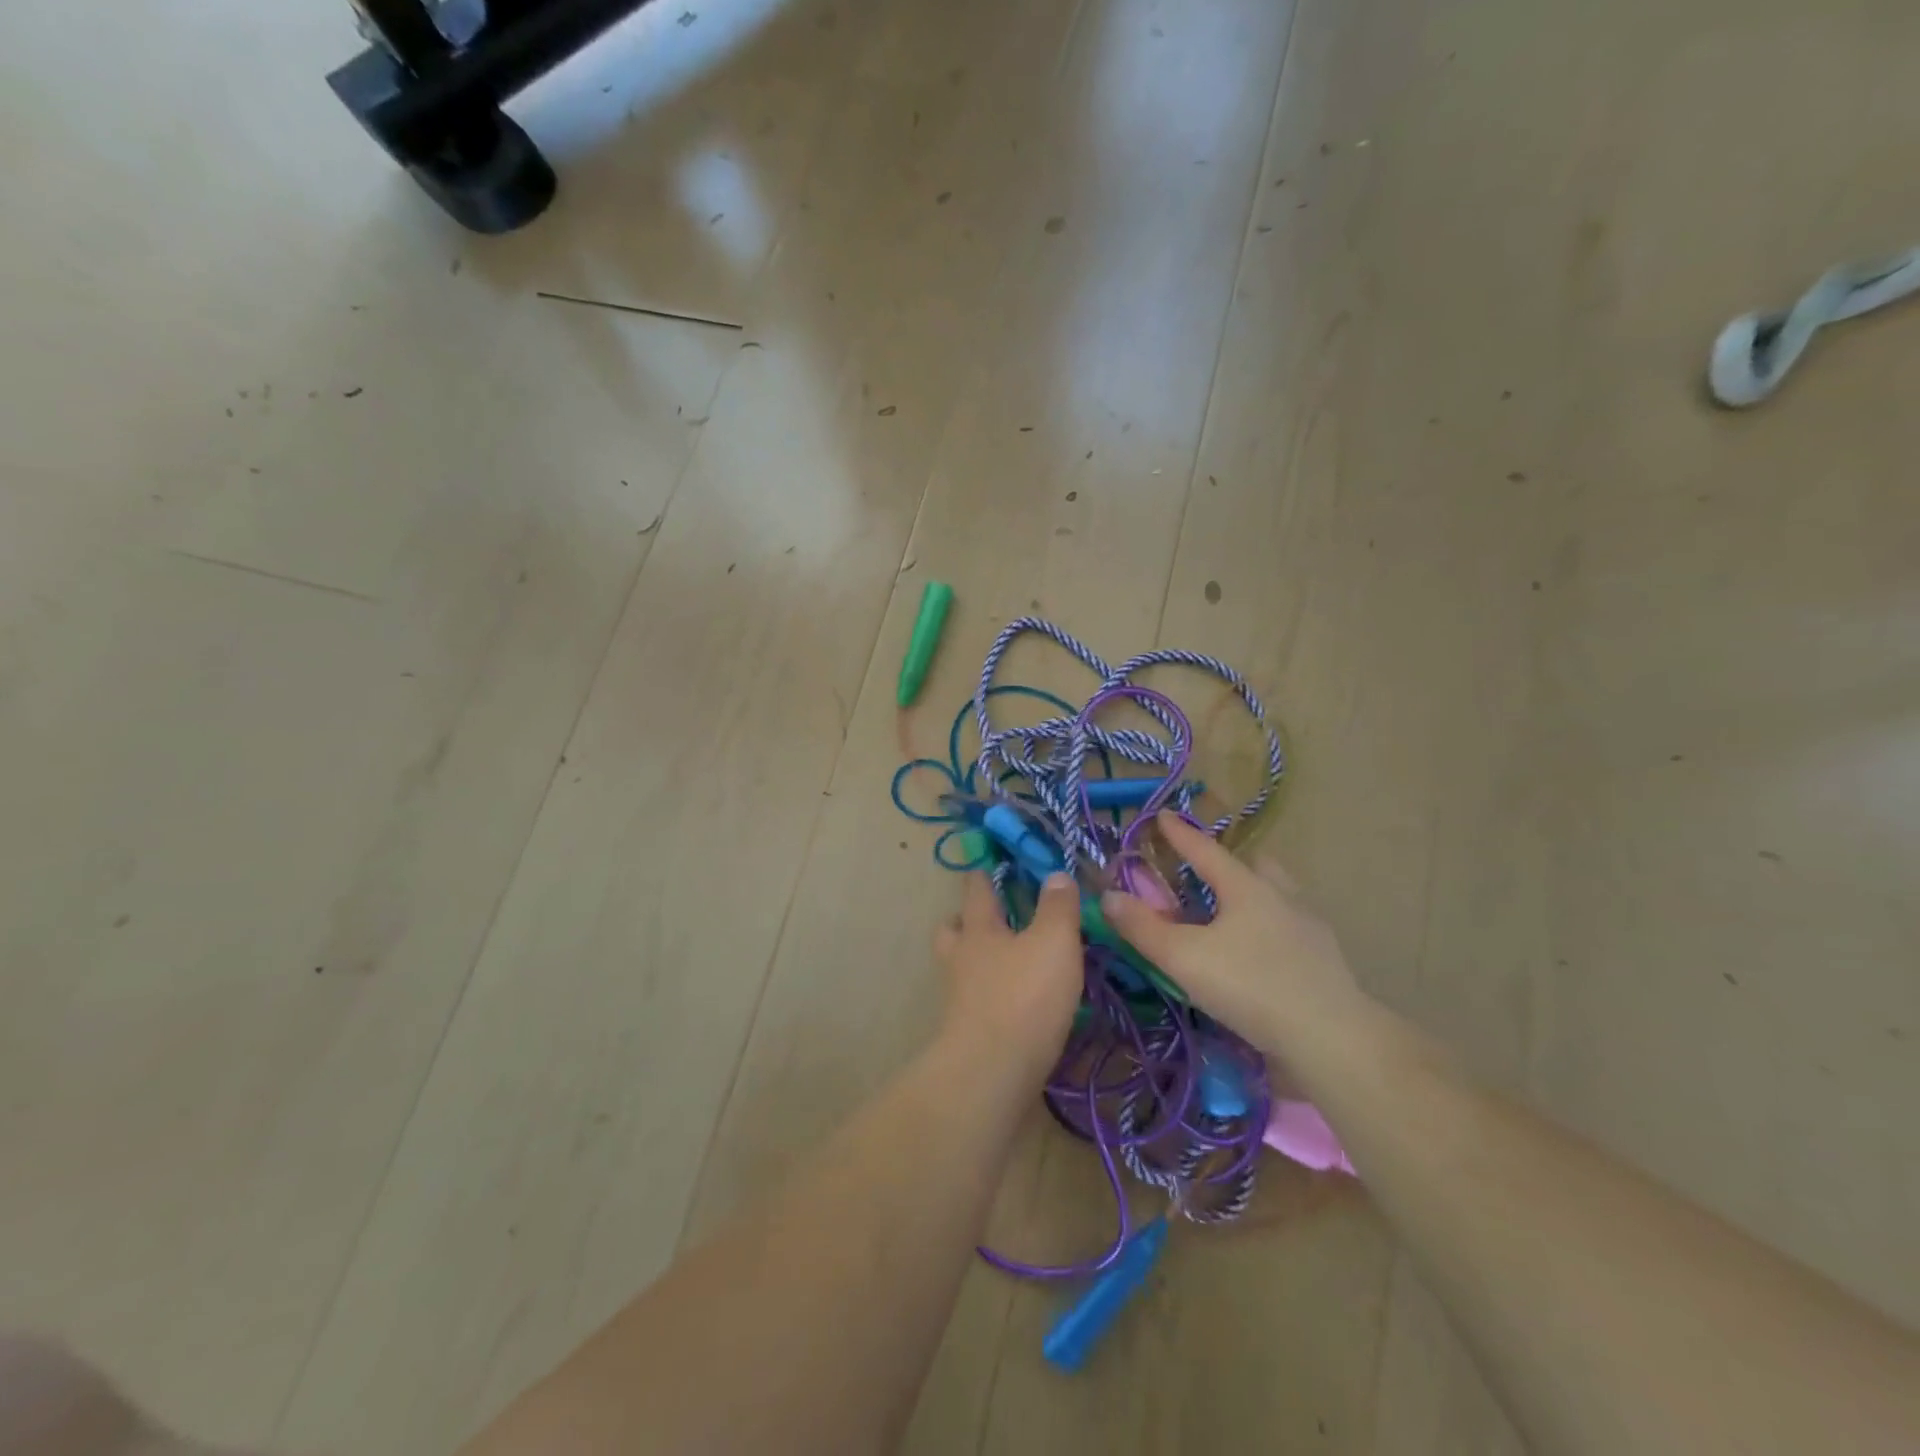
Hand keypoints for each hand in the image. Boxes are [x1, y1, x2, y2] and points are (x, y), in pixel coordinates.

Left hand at [934, 873, 1082, 1069]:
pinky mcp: (968, 1034)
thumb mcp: (1054, 942)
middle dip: (966, 920)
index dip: (982, 874)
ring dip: (978, 961)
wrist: (992, 1074)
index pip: (976, 891)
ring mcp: (960, 999)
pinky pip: (977, 1003)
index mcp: (979, 929)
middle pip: (953, 930)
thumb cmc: (1023, 997)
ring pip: (961, 967)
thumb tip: (1055, 874)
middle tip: (991, 918)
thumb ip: (1057, 907)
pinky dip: (991, 997)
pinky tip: (1017, 1004)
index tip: (986, 864)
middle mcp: (962, 959)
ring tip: (1008, 962)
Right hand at [1100, 812, 1364, 1060]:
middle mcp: (1281, 896)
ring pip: (1279, 893)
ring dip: (1256, 892)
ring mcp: (1309, 927)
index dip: (1180, 833)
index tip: (1163, 814)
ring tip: (1235, 913)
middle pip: (1254, 864)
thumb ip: (1143, 927)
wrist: (1330, 1037)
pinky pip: (1292, 926)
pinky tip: (1263, 952)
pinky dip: (1272, 927)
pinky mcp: (1325, 960)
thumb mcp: (1183, 958)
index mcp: (1245, 887)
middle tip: (1207, 872)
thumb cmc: (1250, 986)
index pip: (1205, 850)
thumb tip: (1108, 896)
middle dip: (1229, 861)